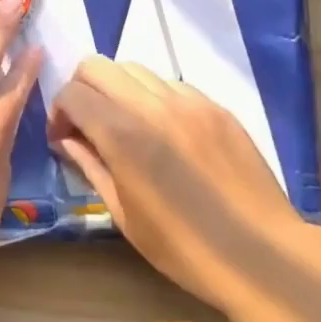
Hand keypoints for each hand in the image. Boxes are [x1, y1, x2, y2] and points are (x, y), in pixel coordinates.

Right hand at [48, 56, 308, 304]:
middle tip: (87, 122)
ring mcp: (189, 102)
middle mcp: (151, 106)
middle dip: (82, 88)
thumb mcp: (124, 215)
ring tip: (127, 125)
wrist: (262, 255)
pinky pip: (171, 85)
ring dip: (118, 90)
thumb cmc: (184, 248)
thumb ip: (91, 167)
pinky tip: (165, 132)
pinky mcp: (216, 108)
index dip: (58, 111)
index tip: (64, 138)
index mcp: (122, 134)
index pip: (72, 93)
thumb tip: (68, 141)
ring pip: (135, 69)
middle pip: (97, 65)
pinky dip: (154, 98)